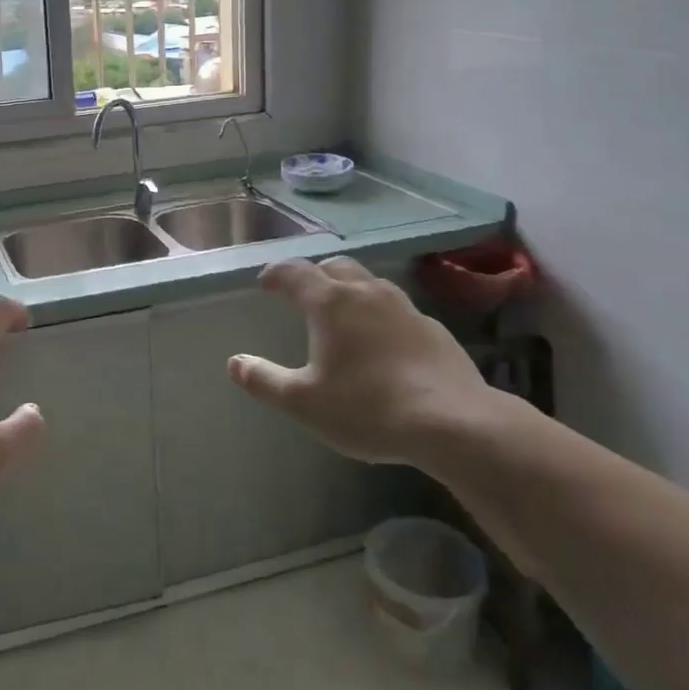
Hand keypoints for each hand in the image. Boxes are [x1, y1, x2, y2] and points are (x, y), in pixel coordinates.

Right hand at [227, 257, 496, 469]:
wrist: (454, 423)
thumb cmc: (368, 408)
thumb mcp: (304, 402)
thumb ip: (264, 380)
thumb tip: (235, 363)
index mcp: (330, 303)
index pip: (294, 272)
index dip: (275, 273)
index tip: (264, 283)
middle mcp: (366, 293)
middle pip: (335, 266)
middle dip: (314, 274)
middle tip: (303, 293)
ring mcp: (404, 307)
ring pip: (369, 282)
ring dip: (349, 289)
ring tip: (342, 313)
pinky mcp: (433, 327)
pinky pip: (396, 308)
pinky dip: (379, 314)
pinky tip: (383, 342)